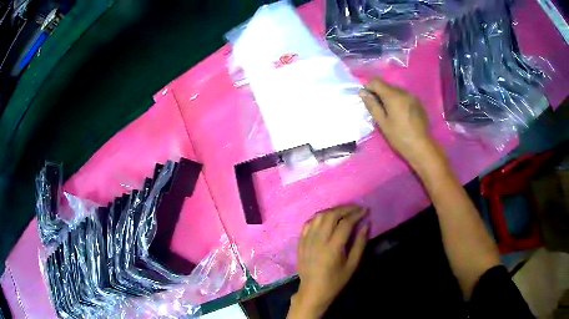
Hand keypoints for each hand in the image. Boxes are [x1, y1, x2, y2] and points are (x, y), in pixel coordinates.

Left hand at [288, 206, 368, 318]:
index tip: (365, 210)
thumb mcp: (352, 265)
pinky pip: (308, 223)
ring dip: (332, 211)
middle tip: (356, 208)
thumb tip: (366, 224)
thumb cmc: (335, 281)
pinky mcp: (300, 242)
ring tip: (343, 212)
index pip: (345, 223)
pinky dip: (319, 217)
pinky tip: (326, 219)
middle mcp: (318, 240)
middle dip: (345, 209)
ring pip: (319, 216)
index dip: (356, 214)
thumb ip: (360, 244)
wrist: (312, 291)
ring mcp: (307, 240)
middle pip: (331, 215)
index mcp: (333, 247)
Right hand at [359, 78, 434, 166]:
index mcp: (393, 96)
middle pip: (387, 85)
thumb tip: (362, 92)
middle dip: (379, 92)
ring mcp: (412, 96)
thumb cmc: (399, 136)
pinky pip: (404, 96)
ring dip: (389, 96)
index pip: (376, 82)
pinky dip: (398, 100)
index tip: (366, 98)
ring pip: (396, 90)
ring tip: (388, 111)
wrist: (421, 146)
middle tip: (376, 107)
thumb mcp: (382, 122)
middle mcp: (403, 92)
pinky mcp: (418, 103)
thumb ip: (372, 105)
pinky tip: (399, 113)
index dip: (368, 87)